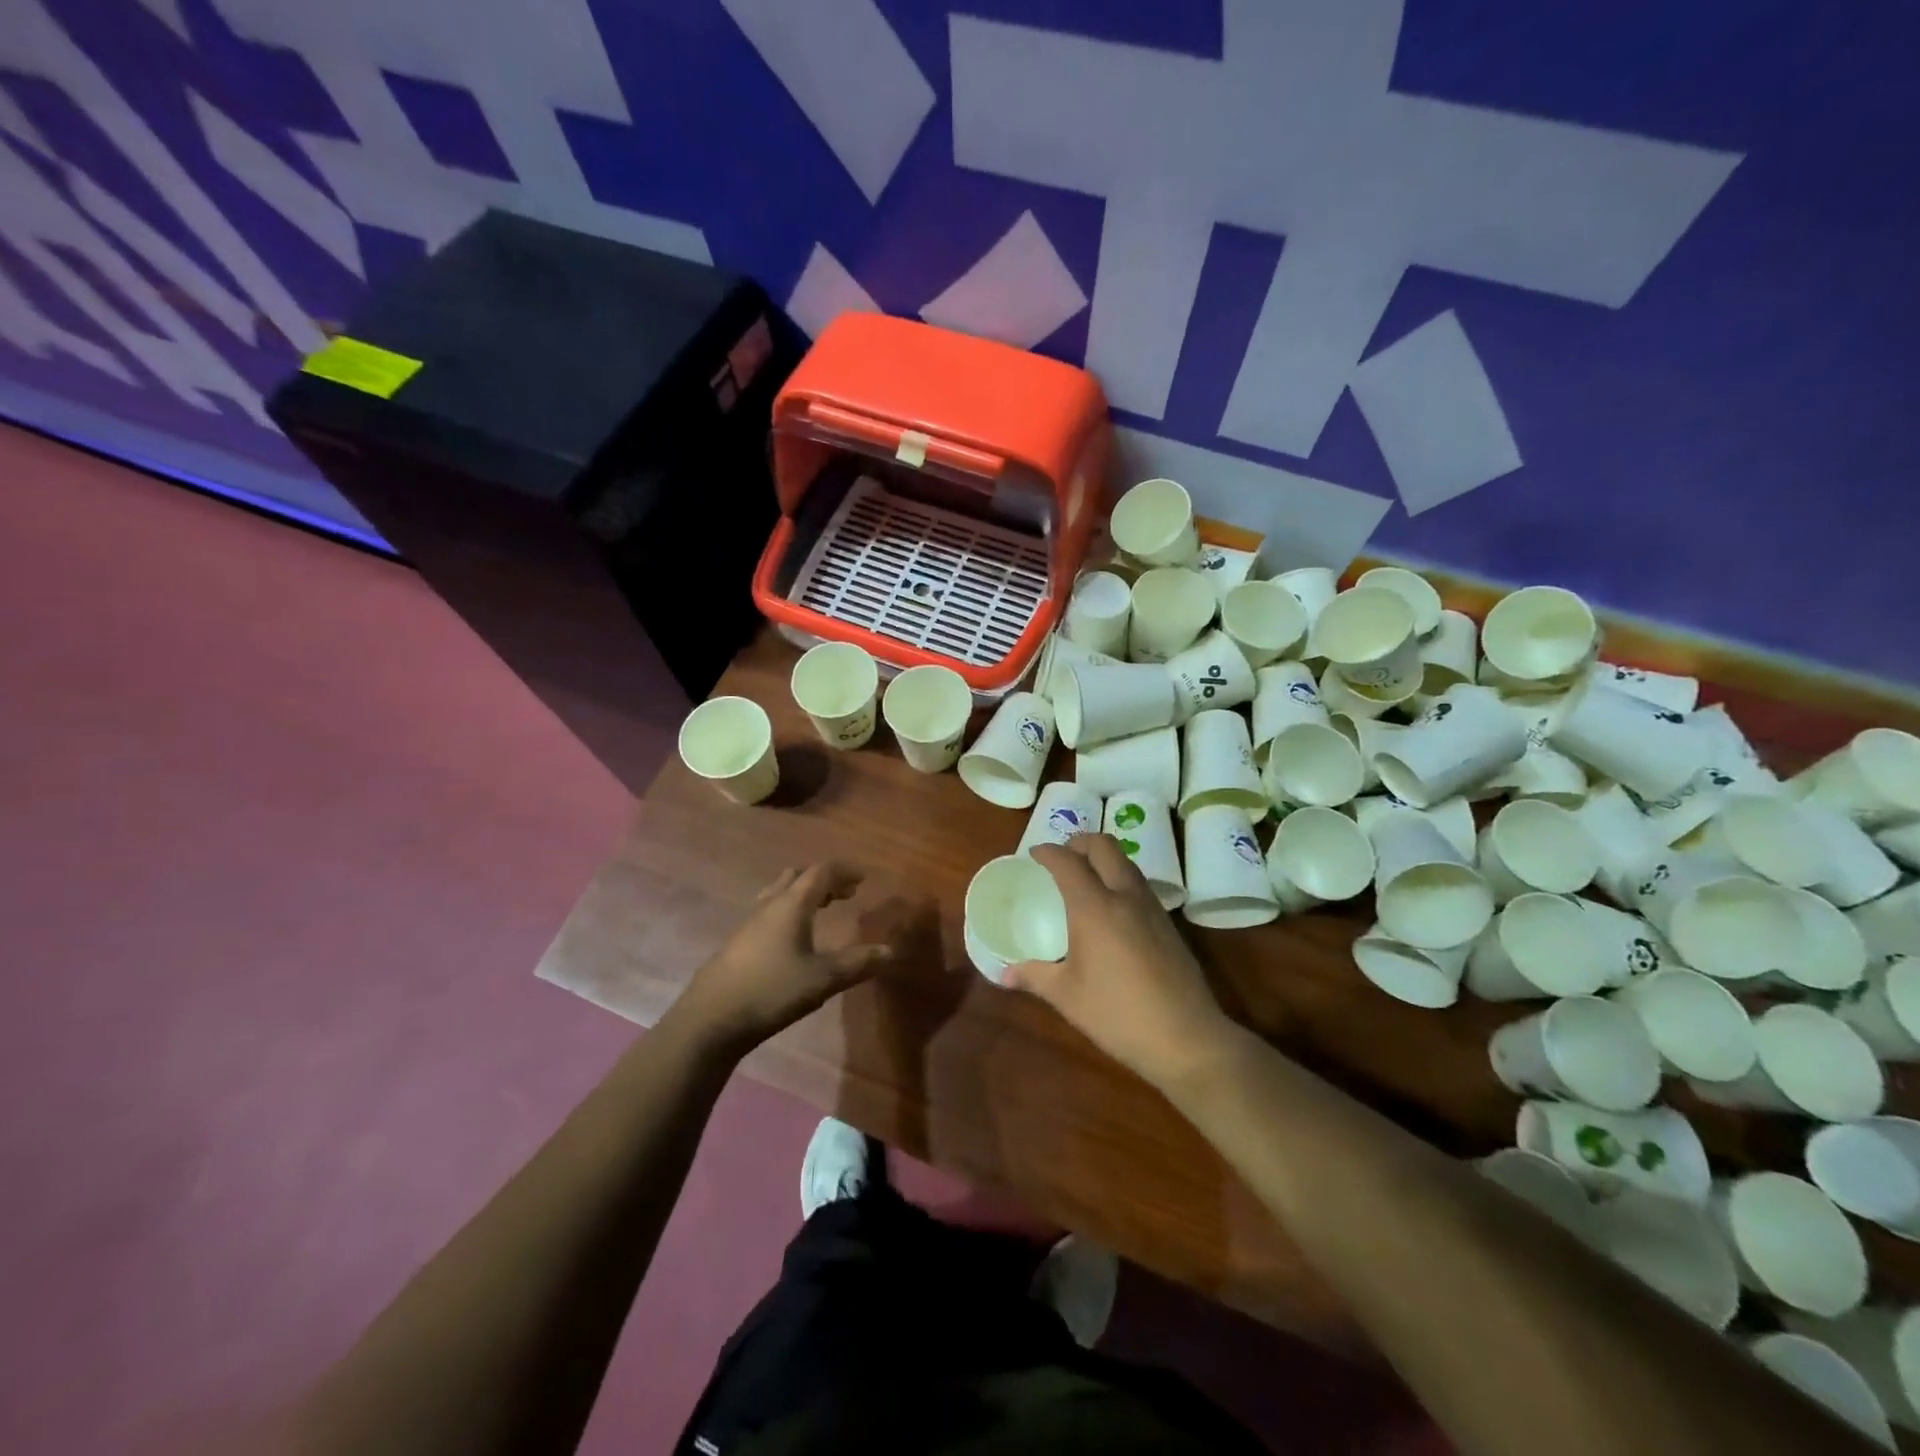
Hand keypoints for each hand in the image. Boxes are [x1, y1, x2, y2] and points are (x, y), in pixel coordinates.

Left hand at [675, 864, 900, 1055]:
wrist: (710, 1020)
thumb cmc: (771, 991)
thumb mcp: (822, 979)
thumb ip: (857, 964)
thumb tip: (891, 951)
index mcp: (791, 905)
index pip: (821, 872)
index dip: (844, 871)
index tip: (864, 878)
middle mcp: (769, 906)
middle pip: (797, 876)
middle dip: (824, 880)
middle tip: (845, 894)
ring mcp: (749, 923)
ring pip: (779, 893)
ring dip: (804, 894)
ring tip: (822, 909)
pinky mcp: (738, 943)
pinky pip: (768, 912)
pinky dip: (788, 911)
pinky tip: (793, 939)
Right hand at [1005, 837, 1239, 1090]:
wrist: (1187, 1038)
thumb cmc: (1118, 1014)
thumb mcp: (1068, 997)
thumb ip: (1034, 977)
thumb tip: (1003, 974)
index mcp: (1095, 907)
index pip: (1068, 862)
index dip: (1048, 852)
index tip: (1034, 854)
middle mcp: (1125, 896)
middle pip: (1104, 846)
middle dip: (1079, 842)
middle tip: (1061, 857)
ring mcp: (1152, 908)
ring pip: (1126, 862)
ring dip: (1103, 858)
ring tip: (1085, 877)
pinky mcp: (1168, 924)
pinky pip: (1139, 884)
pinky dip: (1120, 878)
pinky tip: (1112, 907)